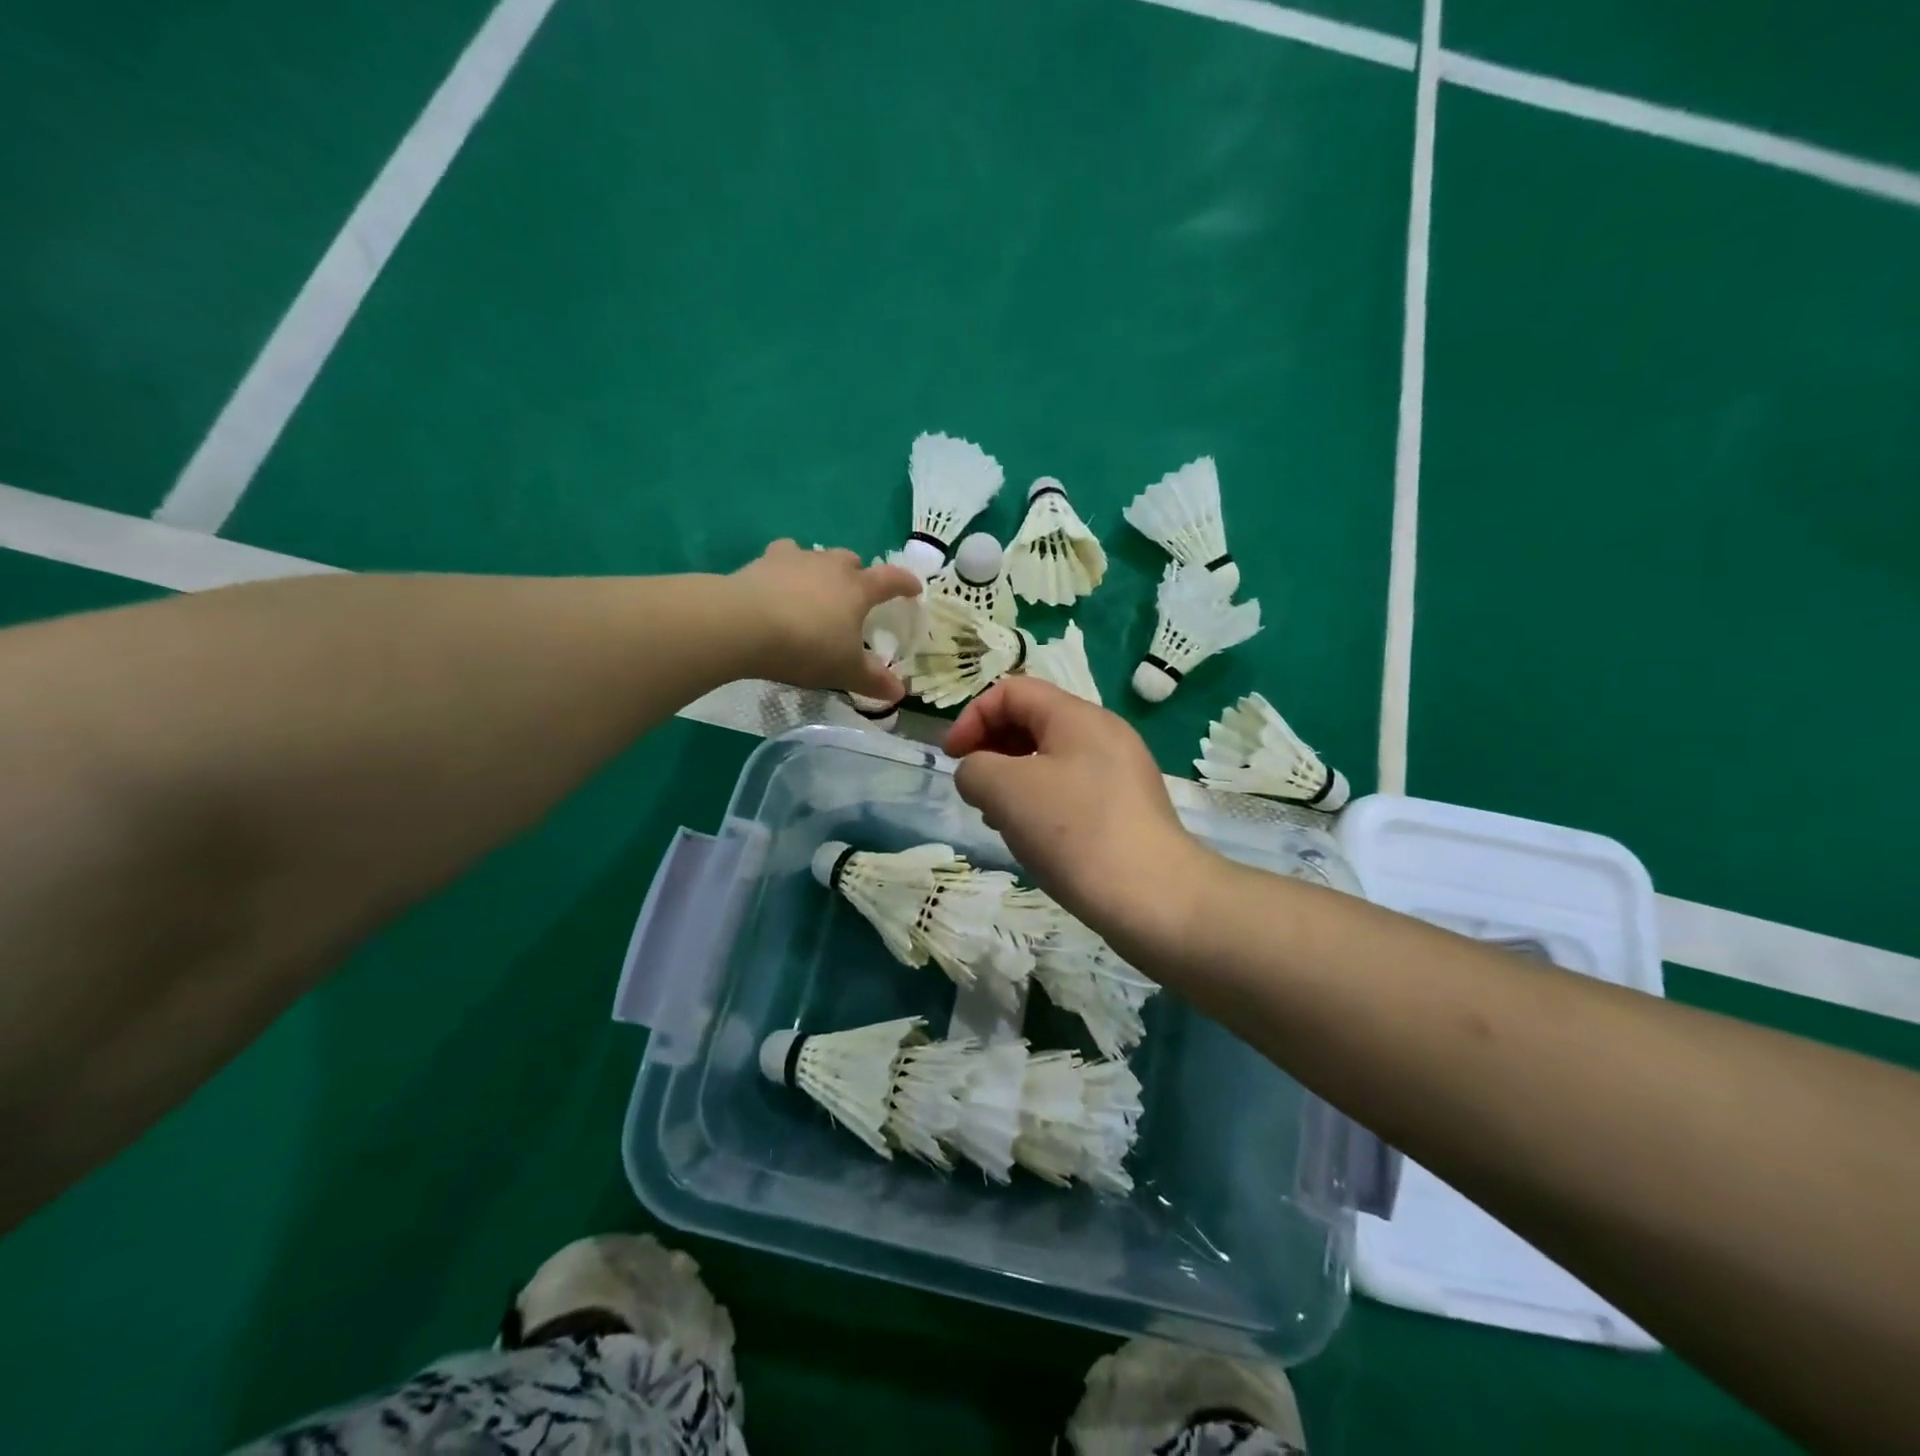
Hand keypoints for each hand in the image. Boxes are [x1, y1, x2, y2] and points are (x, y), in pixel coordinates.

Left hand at [731, 540, 920, 699]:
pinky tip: (778, 585)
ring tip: (815, 589)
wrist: (743, 624)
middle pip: (851, 561)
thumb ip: (872, 680)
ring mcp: (795, 559)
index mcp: (857, 589)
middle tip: (854, 595)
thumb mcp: (844, 670)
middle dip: (858, 574)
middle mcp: (830, 566)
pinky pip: (781, 558)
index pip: (891, 580)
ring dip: (821, 569)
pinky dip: (785, 570)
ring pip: (817, 555)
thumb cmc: (806, 646)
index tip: (914, 589)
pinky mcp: (762, 563)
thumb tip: (899, 693)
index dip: (905, 584)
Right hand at [945, 676, 1212, 956]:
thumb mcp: (1005, 791)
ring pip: (1050, 759)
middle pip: (1033, 721)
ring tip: (1000, 819)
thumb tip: (978, 775)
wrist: (1154, 898)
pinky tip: (1034, 839)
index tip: (952, 759)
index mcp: (1077, 716)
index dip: (972, 717)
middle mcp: (1104, 734)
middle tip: (975, 790)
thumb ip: (974, 769)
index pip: (1012, 691)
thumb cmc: (1074, 831)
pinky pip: (1071, 790)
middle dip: (992, 749)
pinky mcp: (1127, 809)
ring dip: (1013, 780)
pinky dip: (1042, 803)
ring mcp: (1120, 772)